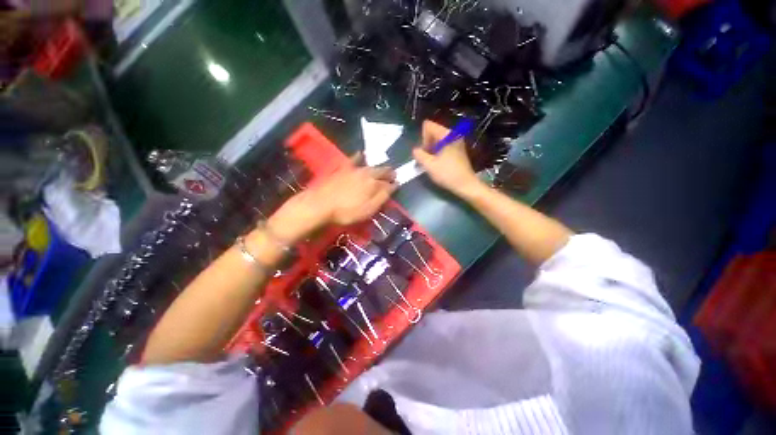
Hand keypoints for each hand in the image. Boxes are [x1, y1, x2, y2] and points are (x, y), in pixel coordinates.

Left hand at [268, 156, 395, 242]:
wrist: (320, 205)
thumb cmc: (346, 211)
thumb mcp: (368, 209)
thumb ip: (382, 197)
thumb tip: (394, 187)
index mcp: (373, 184)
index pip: (388, 183)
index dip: (394, 184)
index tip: (398, 185)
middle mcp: (366, 173)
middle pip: (381, 171)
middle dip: (389, 173)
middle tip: (394, 174)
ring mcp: (353, 170)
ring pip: (370, 166)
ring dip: (379, 166)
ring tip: (384, 167)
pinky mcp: (342, 169)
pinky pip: (353, 160)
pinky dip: (358, 156)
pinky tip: (361, 153)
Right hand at [412, 120, 482, 197]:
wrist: (465, 185)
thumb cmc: (447, 174)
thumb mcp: (429, 165)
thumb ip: (419, 155)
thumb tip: (415, 150)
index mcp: (447, 134)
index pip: (428, 126)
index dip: (423, 139)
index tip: (426, 152)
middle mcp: (453, 134)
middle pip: (433, 131)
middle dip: (427, 144)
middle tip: (427, 159)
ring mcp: (457, 141)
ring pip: (438, 139)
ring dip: (432, 149)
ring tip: (432, 162)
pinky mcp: (458, 148)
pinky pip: (443, 144)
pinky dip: (438, 151)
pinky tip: (438, 163)